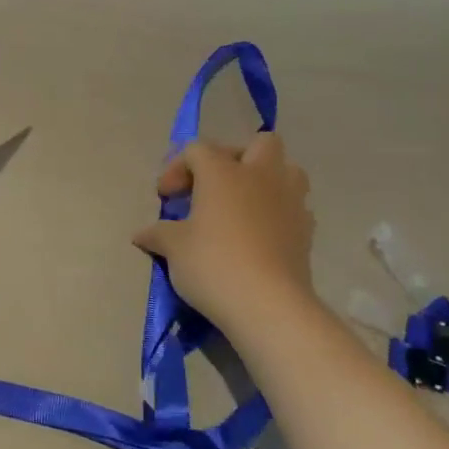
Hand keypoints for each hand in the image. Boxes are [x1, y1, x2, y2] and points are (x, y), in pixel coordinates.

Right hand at [132, 134, 318, 338]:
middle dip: (236, 157)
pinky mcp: (306, 230)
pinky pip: (294, 206)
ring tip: (244, 205)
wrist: (268, 304)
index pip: (197, 150)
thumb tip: (142, 234)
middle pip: (259, 143)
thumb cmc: (213, 264)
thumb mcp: (173, 248)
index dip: (177, 168)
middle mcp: (260, 176)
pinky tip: (261, 235)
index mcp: (222, 172)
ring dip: (267, 180)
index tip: (166, 197)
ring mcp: (290, 201)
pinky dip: (278, 212)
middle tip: (215, 186)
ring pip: (287, 170)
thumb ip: (158, 234)